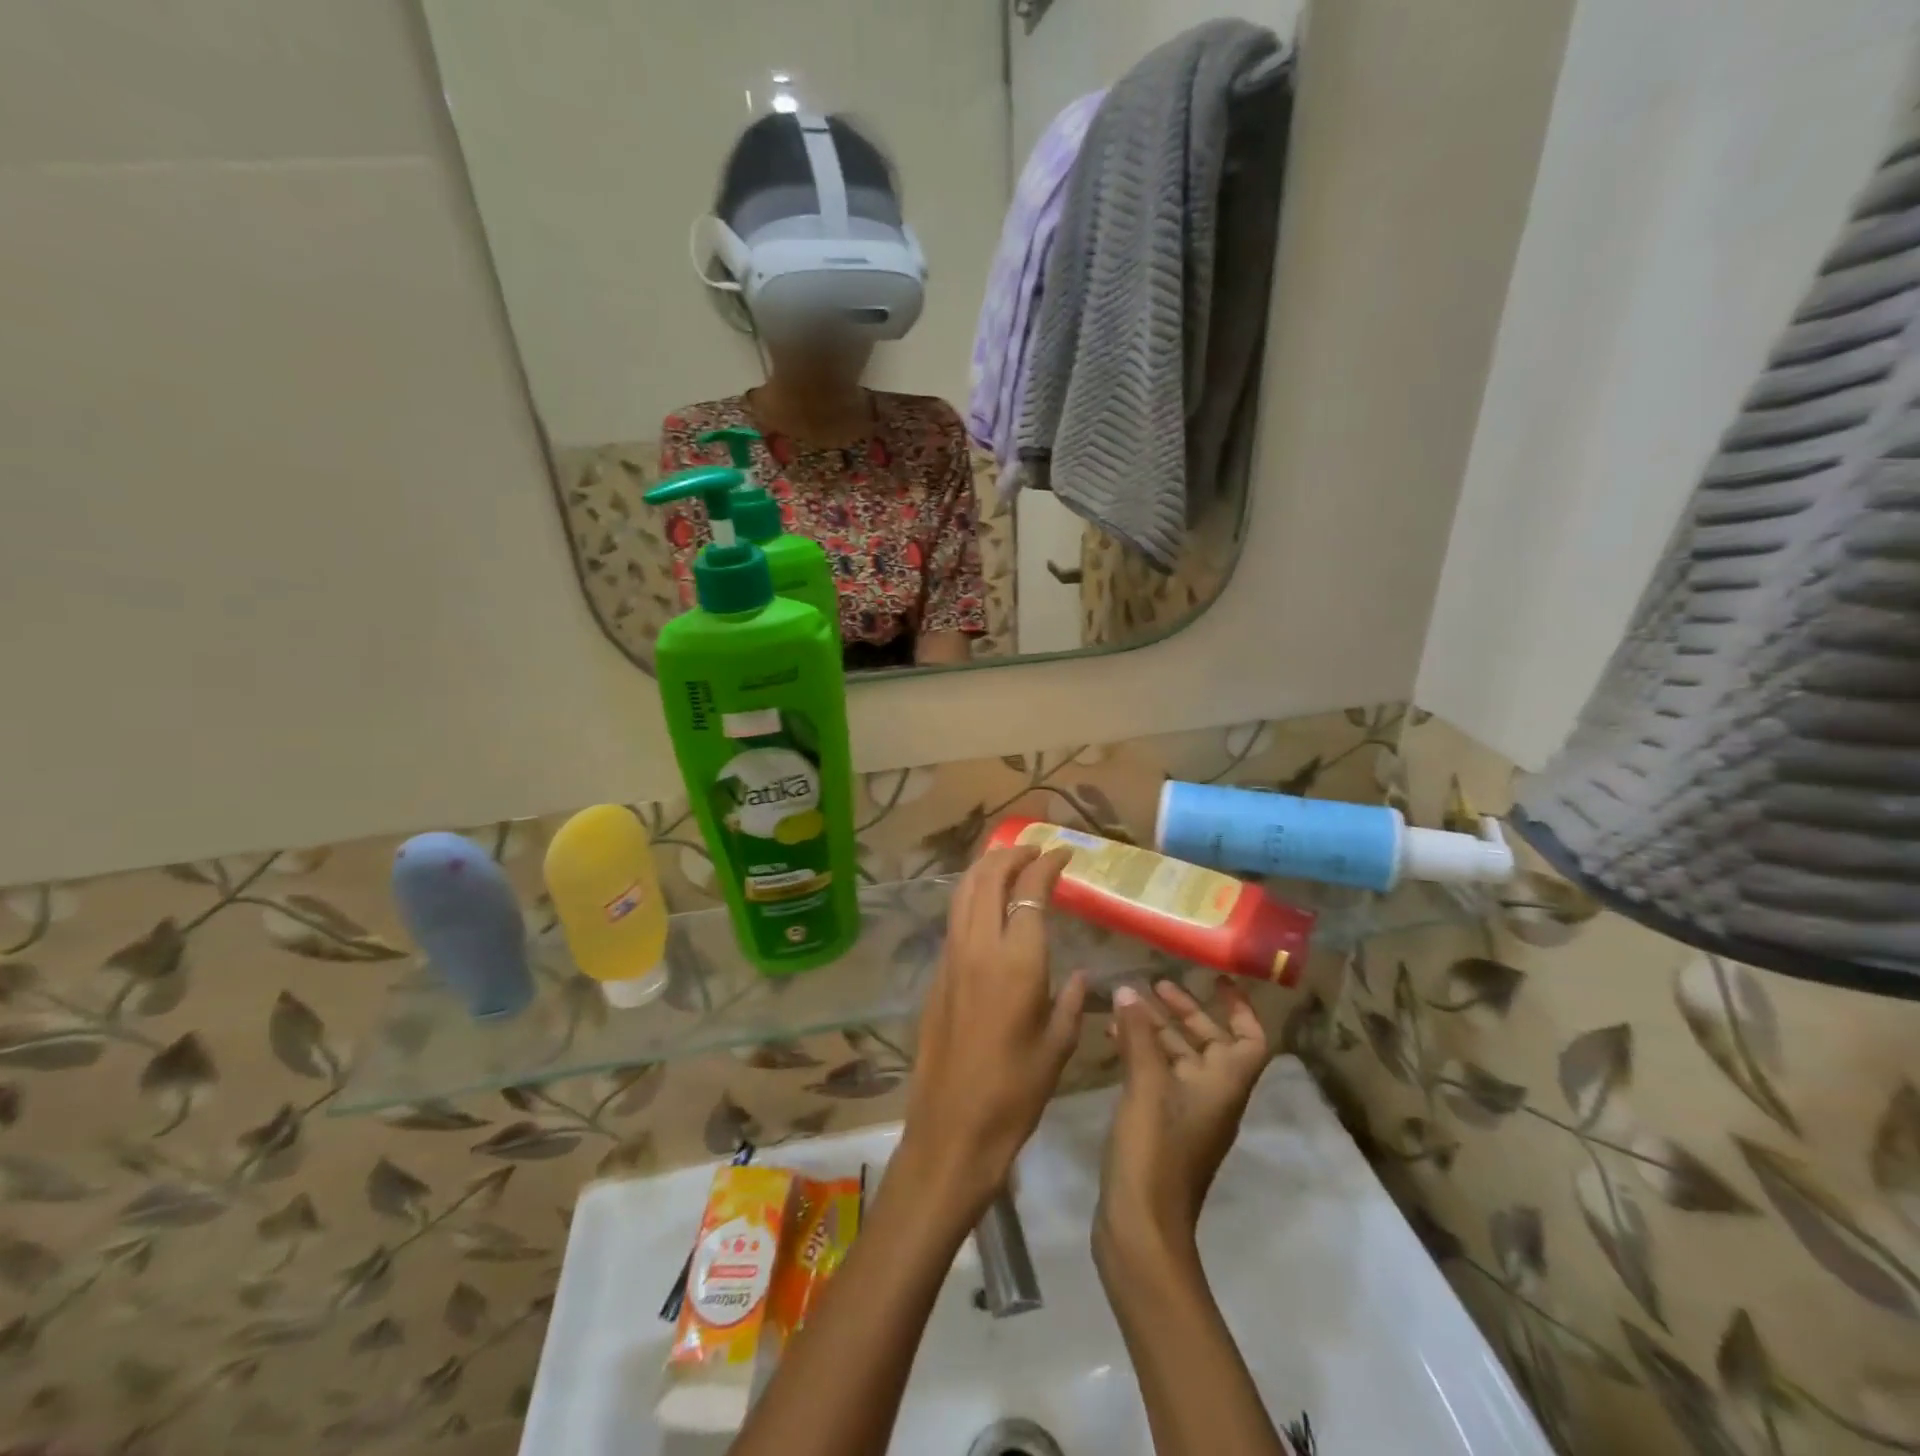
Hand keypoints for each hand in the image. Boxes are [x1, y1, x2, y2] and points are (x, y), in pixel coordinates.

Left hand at [897, 846, 1087, 1214]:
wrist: (952, 1128)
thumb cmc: (1016, 1091)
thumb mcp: (1059, 1044)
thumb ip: (1072, 999)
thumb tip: (1079, 974)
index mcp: (1016, 960)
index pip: (1030, 891)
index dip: (1048, 864)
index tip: (1065, 853)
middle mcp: (978, 946)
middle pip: (988, 877)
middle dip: (1012, 854)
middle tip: (1035, 849)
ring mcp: (951, 957)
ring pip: (964, 891)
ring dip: (987, 868)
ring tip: (1009, 862)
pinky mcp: (937, 973)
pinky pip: (955, 916)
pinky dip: (972, 894)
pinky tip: (987, 905)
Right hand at [1096, 979, 1273, 1261]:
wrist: (1140, 1227)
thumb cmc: (1154, 1151)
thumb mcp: (1146, 1086)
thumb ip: (1138, 1036)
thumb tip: (1129, 991)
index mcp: (1224, 1086)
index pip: (1251, 1040)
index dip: (1240, 1008)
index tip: (1216, 980)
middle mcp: (1212, 1096)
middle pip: (1210, 1043)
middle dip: (1185, 1011)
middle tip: (1154, 984)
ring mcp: (1185, 1113)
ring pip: (1178, 1058)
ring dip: (1157, 1030)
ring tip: (1125, 1003)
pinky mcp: (1160, 1125)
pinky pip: (1157, 1076)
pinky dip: (1140, 1053)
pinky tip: (1113, 1038)